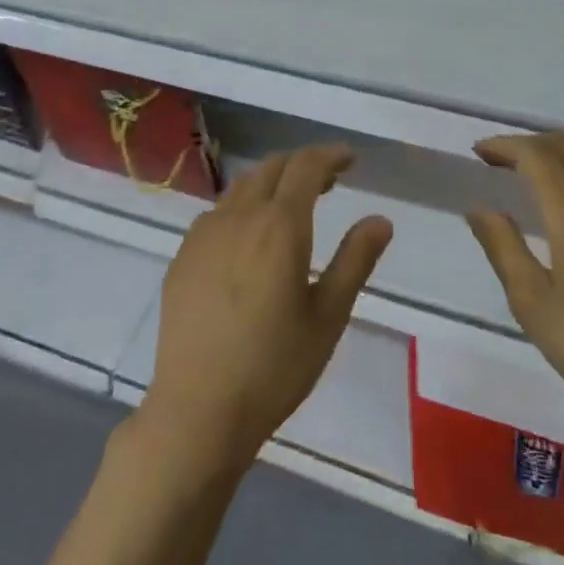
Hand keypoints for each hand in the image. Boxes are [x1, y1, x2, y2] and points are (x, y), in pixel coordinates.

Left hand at [139, 144, 392, 474]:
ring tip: (293, 207)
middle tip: (329, 182)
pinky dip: (244, 207)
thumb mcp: (328, 316)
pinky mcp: (183, 255)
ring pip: (243, 187)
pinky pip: (218, 213)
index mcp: (280, 226)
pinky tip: (250, 238)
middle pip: (272, 168)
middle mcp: (239, 217)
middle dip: (303, 165)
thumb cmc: (275, 366)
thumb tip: (380, 219)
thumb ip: (355, 260)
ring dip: (272, 183)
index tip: (350, 159)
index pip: (306, 166)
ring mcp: (204, 234)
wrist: (198, 409)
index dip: (330, 155)